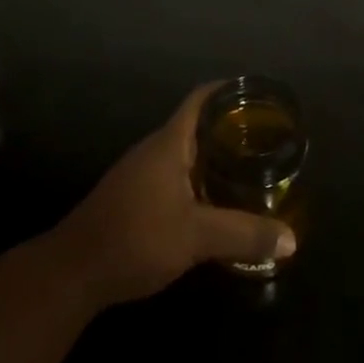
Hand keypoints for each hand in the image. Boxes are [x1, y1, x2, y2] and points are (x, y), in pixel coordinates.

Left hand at [48, 83, 296, 309]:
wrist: (72, 272)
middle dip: (232, 127)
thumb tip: (292, 238)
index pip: (202, 98)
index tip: (261, 94)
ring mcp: (142, 173)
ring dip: (216, 156)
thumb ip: (244, 234)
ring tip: (251, 168)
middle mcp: (155, 149)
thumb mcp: (196, 237)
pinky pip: (177, 175)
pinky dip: (201, 179)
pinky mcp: (135, 197)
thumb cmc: (135, 238)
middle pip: (198, 124)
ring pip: (187, 152)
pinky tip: (217, 202)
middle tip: (268, 138)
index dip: (230, 90)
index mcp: (169, 143)